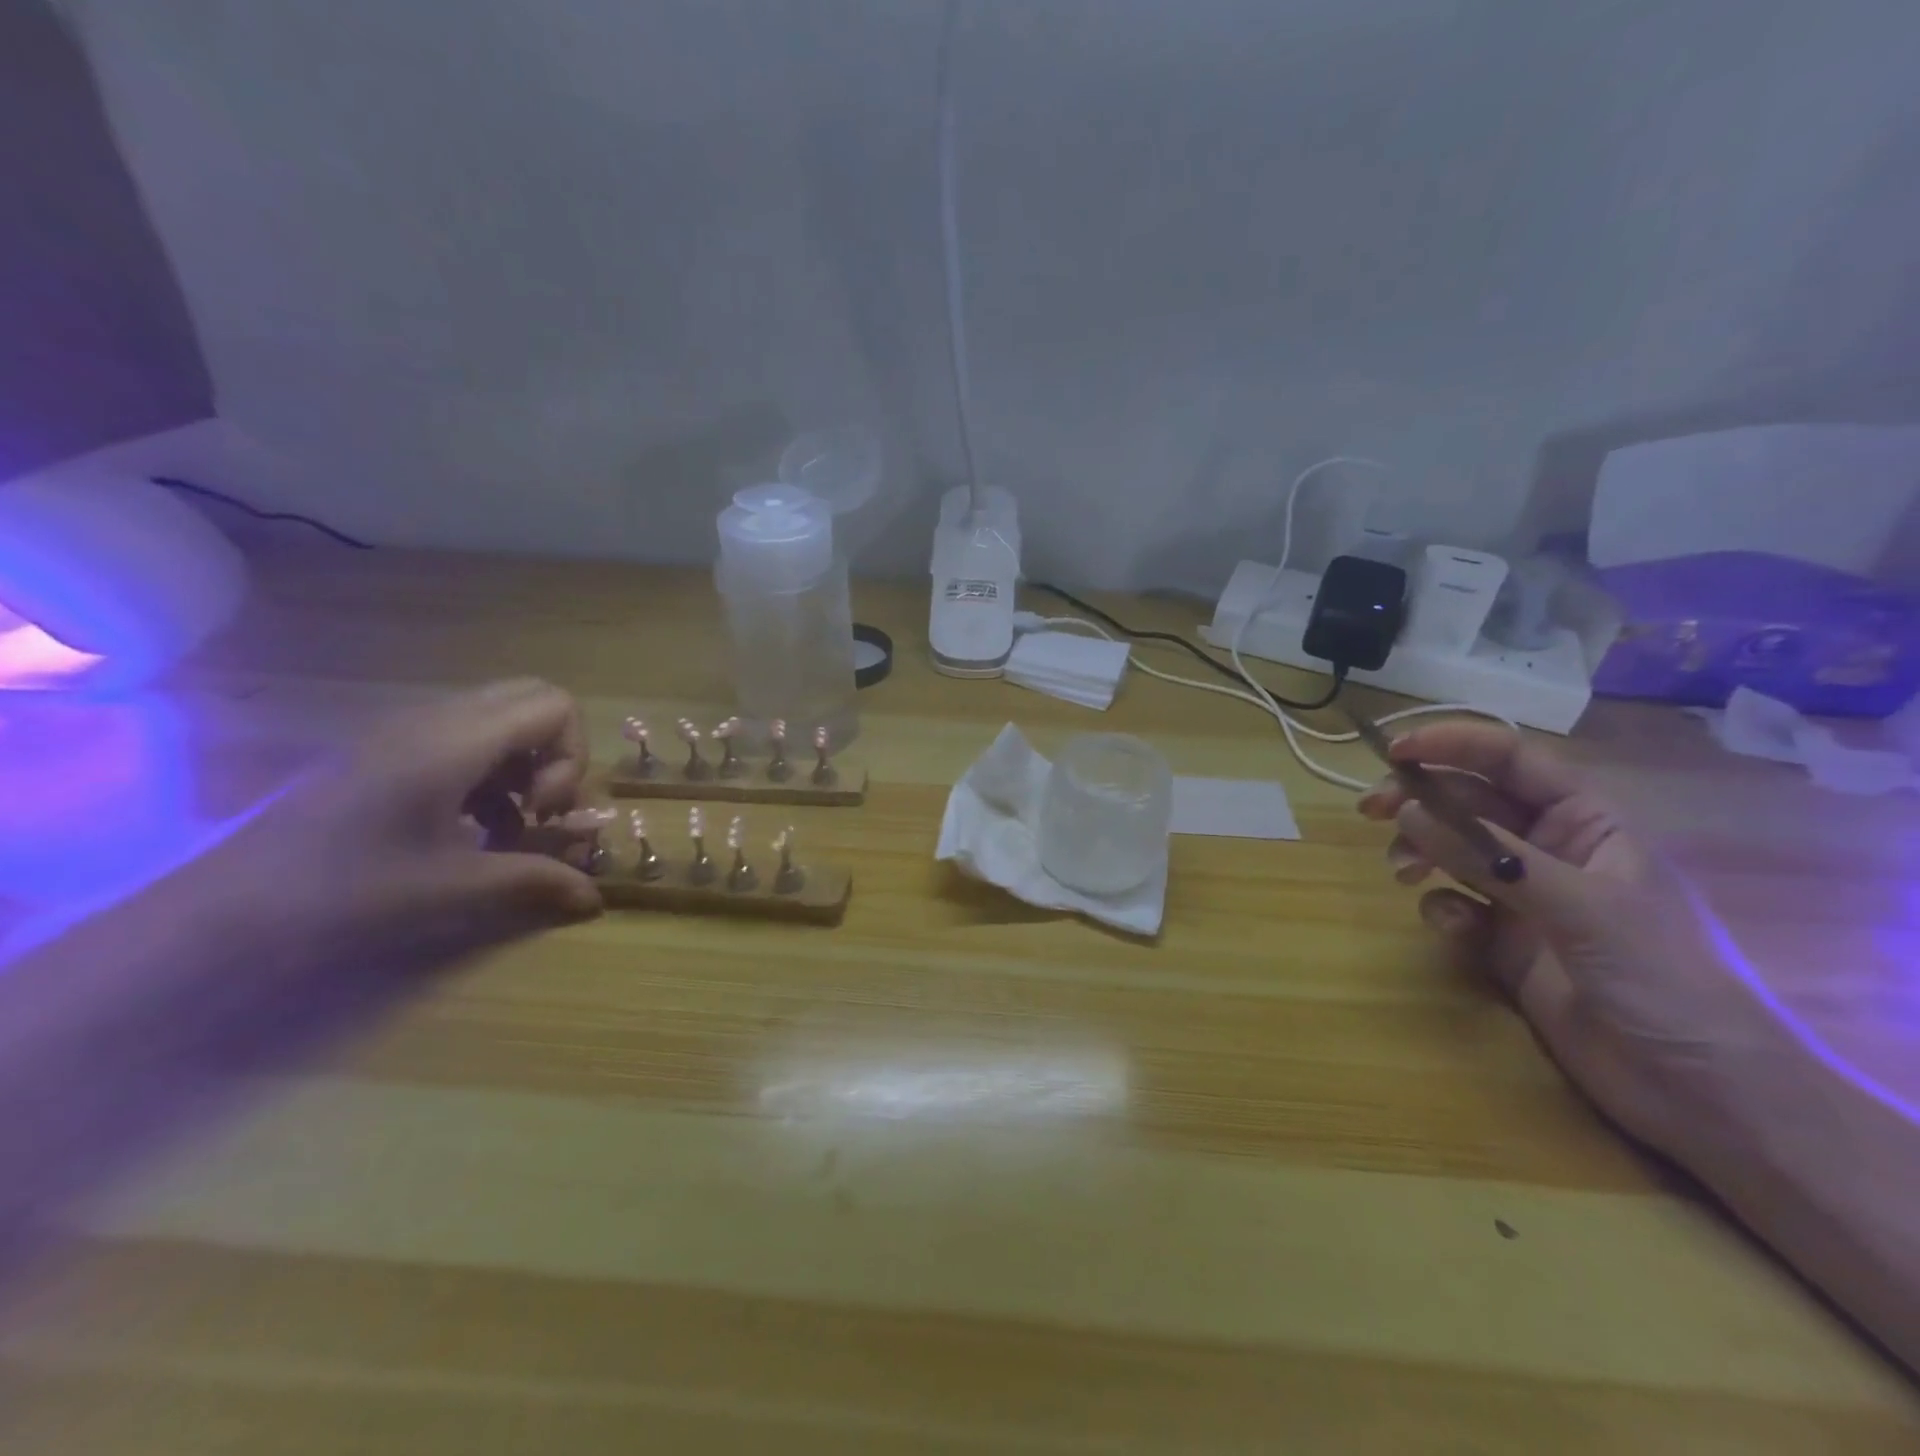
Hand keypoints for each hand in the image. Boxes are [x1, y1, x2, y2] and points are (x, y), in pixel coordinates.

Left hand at [211, 678, 602, 977]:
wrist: (222, 909)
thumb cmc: (344, 890)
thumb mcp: (453, 889)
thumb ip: (536, 881)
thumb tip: (597, 898)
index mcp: (455, 740)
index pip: (556, 707)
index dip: (571, 758)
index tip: (543, 812)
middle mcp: (436, 719)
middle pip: (533, 700)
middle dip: (557, 753)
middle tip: (539, 808)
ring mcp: (406, 731)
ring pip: (501, 719)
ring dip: (524, 765)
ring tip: (508, 824)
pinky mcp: (387, 752)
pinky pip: (466, 738)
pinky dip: (491, 773)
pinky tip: (472, 828)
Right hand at [1358, 721, 1762, 1161]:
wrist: (1701, 1090)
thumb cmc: (1663, 977)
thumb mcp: (1579, 905)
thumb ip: (1490, 857)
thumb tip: (1407, 813)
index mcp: (1586, 821)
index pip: (1510, 760)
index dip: (1453, 745)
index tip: (1395, 751)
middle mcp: (1549, 849)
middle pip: (1468, 802)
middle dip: (1419, 801)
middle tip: (1370, 809)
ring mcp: (1525, 896)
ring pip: (1452, 849)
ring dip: (1420, 851)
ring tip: (1401, 872)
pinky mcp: (1504, 940)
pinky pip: (1454, 903)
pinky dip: (1440, 907)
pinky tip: (1448, 927)